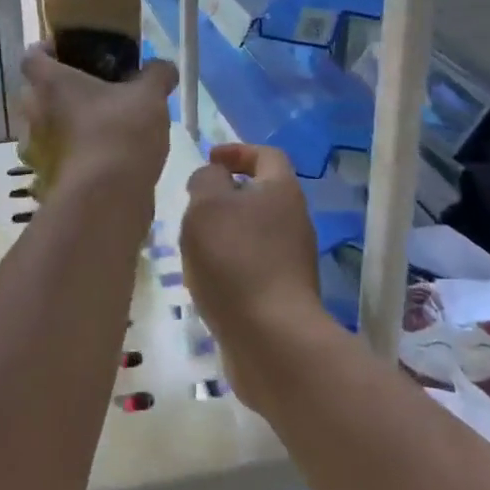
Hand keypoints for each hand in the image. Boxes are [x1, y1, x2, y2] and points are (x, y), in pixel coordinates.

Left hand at [19, 47, 178, 195]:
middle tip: (91, 90)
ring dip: (63, 125)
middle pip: (35, 92)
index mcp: (50, 83)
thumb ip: (156, 75)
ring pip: (43, 127)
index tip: (67, 52)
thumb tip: (164, 67)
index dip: (46, 50)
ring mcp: (36, 150)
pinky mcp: (46, 180)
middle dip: (58, 90)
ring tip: (97, 125)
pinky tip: (100, 157)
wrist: (106, 199)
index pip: (32, 56)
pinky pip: (56, 158)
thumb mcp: (149, 96)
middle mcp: (33, 113)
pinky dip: (71, 155)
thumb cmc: (120, 132)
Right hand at [181, 144, 329, 413]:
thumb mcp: (207, 206)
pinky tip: (208, 280)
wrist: (272, 337)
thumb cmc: (235, 259)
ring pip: (256, 231)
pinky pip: (254, 264)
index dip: (237, 151)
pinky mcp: (285, 293)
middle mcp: (295, 221)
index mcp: (281, 191)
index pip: (267, 155)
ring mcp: (293, 260)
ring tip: (194, 244)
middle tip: (195, 205)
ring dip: (226, 232)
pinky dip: (231, 263)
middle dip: (227, 195)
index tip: (210, 160)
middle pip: (262, 194)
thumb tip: (214, 176)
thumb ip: (206, 180)